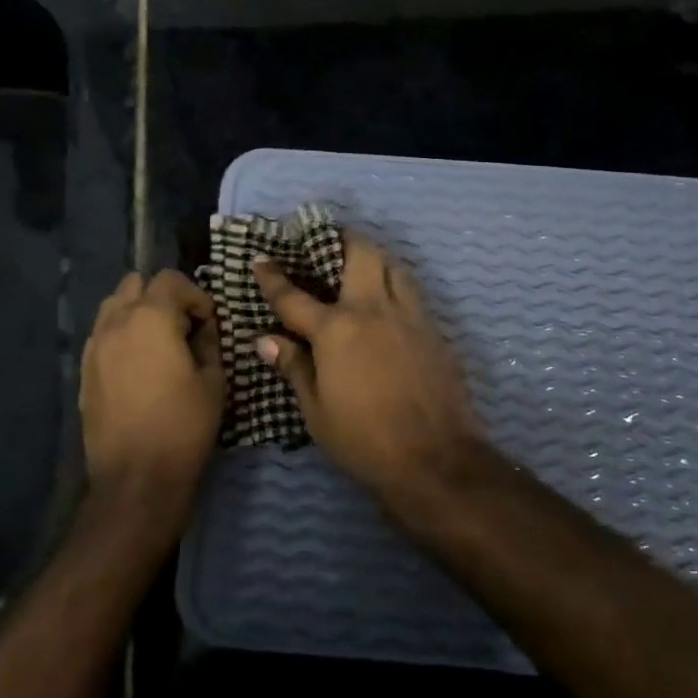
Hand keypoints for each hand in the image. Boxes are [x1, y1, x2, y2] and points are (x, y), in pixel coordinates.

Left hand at [80, 271, 223, 512]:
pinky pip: (102, 334)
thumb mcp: (213, 380)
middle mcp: (116, 322)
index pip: (170, 279)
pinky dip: (121, 335)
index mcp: (151, 318)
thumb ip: (208, 341)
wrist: (136, 479)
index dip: (195, 295)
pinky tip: (138, 365)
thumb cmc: (184, 426)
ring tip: (158, 342)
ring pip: (113, 306)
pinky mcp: (84, 370)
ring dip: (137, 311)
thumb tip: (203, 326)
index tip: (208, 322)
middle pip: (135, 283)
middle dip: (161, 296)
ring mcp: (94, 346)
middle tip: (182, 326)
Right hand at [252, 235, 485, 493]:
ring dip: (373, 256)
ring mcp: (410, 316)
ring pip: (393, 265)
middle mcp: (374, 310)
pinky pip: (412, 292)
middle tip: (327, 242)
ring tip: (359, 264)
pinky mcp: (434, 331)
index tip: (261, 258)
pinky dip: (395, 284)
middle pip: (360, 254)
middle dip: (341, 239)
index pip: (294, 296)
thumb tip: (266, 341)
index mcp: (337, 329)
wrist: (435, 458)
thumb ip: (295, 368)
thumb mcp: (316, 411)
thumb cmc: (364, 439)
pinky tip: (388, 302)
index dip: (273, 277)